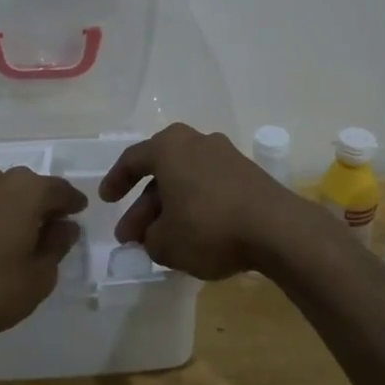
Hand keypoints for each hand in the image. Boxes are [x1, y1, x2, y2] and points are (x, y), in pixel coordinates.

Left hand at [0, 166, 87, 337]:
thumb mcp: (37, 279)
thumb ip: (56, 248)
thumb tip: (64, 226)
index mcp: (28, 192)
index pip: (61, 190)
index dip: (72, 203)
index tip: (78, 213)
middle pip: (26, 184)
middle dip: (39, 201)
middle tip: (44, 226)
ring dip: (0, 197)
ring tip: (3, 222)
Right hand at [97, 123, 316, 279]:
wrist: (277, 229)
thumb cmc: (209, 226)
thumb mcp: (165, 242)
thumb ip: (148, 239)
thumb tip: (152, 236)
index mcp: (169, 147)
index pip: (132, 159)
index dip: (115, 181)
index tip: (106, 200)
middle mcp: (197, 142)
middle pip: (161, 173)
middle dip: (144, 207)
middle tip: (131, 236)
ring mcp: (226, 156)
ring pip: (186, 181)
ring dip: (170, 209)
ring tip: (161, 242)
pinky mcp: (249, 175)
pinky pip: (210, 188)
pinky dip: (196, 208)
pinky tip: (193, 235)